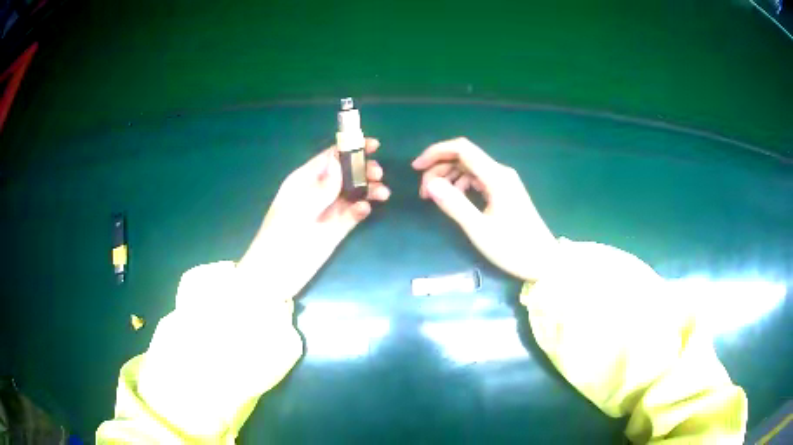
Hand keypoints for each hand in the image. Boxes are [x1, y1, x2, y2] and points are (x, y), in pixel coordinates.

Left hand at [238, 138, 389, 299]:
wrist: (276, 274)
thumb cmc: (280, 236)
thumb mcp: (298, 209)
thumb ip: (321, 187)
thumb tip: (339, 162)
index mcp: (305, 180)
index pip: (330, 157)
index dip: (350, 149)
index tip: (373, 145)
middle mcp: (319, 192)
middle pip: (346, 174)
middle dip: (364, 170)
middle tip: (378, 174)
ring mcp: (328, 211)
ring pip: (353, 193)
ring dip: (369, 190)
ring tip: (383, 193)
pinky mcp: (336, 230)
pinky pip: (353, 214)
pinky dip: (362, 210)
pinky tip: (366, 210)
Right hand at [413, 137, 555, 281]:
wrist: (543, 261)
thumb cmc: (513, 247)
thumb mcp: (480, 229)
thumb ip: (454, 205)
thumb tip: (430, 184)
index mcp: (496, 177)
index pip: (462, 149)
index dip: (436, 152)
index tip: (416, 167)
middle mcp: (500, 173)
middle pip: (464, 157)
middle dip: (439, 168)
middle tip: (423, 192)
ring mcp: (504, 182)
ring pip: (470, 168)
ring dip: (449, 177)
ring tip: (434, 197)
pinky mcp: (504, 192)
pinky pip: (478, 179)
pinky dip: (461, 185)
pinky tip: (455, 200)